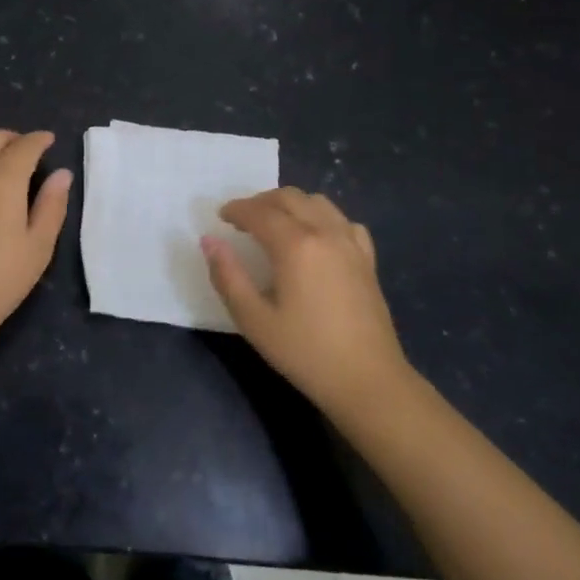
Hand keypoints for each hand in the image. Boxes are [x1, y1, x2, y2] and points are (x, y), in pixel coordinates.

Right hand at [202, 187, 412, 415]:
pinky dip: (323, 218)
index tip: (220, 218)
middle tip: (242, 220)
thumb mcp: (254, 320)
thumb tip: (209, 241)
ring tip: (275, 223)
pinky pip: (343, 221)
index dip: (236, 210)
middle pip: (289, 197)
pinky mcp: (367, 259)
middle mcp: (324, 233)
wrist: (369, 382)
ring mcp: (350, 243)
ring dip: (291, 204)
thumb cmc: (306, 352)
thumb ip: (228, 276)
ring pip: (318, 202)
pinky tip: (316, 237)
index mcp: (295, 245)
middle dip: (261, 201)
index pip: (259, 212)